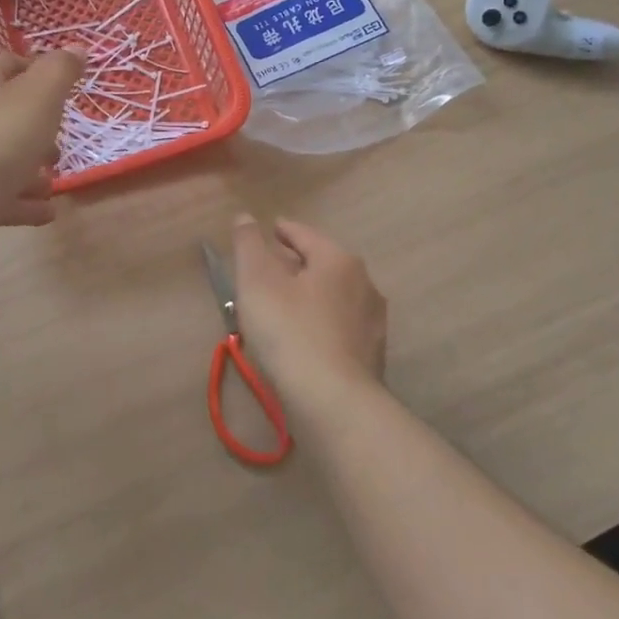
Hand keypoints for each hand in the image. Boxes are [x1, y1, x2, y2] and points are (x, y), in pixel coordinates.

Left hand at [0, 52, 81, 266]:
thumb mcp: (39, 96)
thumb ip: (60, 71)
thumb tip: (77, 48)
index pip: (9, 64)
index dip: (38, 69)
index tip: (68, 86)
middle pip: (6, 114)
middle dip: (38, 126)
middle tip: (64, 139)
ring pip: (4, 158)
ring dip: (32, 167)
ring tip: (56, 179)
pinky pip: (2, 197)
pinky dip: (25, 202)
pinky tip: (47, 211)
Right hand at [231, 216, 386, 407]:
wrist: (334, 401)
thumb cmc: (290, 331)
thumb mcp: (257, 281)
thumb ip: (249, 245)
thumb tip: (245, 217)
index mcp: (338, 260)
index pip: (305, 235)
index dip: (284, 231)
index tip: (270, 230)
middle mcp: (364, 284)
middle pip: (323, 265)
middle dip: (297, 264)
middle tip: (270, 269)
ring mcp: (372, 322)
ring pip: (333, 297)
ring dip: (309, 295)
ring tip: (284, 305)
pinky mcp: (372, 355)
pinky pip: (339, 327)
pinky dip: (320, 323)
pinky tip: (303, 339)